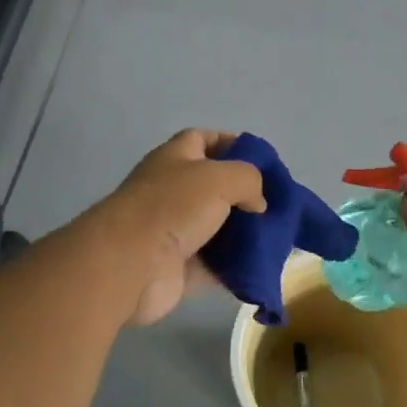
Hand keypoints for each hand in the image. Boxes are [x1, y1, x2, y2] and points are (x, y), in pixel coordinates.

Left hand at [100, 130, 266, 326]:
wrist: (130, 263)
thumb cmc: (172, 206)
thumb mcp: (220, 177)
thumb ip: (248, 179)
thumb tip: (257, 203)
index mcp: (175, 158)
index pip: (203, 139)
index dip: (231, 144)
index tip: (261, 160)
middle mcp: (172, 190)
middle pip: (214, 186)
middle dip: (245, 194)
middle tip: (275, 204)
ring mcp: (174, 230)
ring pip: (217, 228)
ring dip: (243, 233)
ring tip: (276, 237)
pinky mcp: (178, 268)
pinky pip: (214, 266)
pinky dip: (235, 267)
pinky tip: (262, 267)